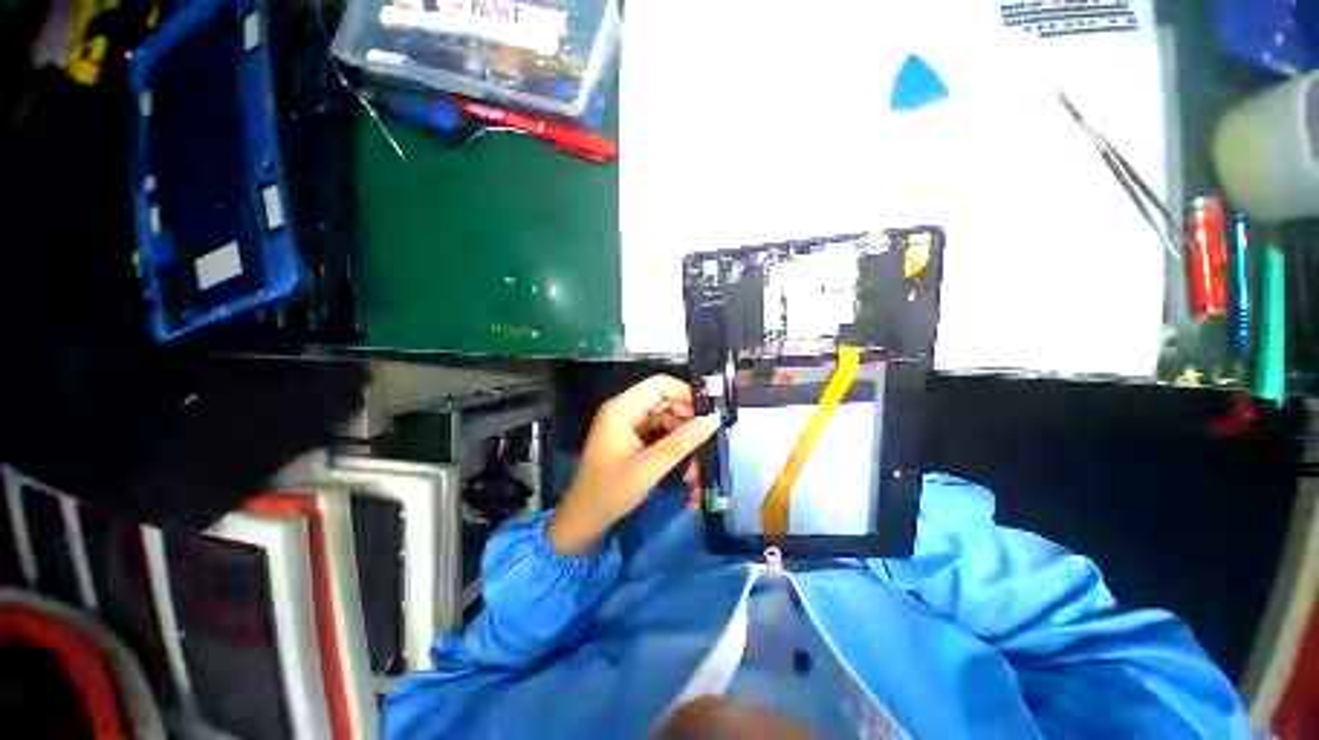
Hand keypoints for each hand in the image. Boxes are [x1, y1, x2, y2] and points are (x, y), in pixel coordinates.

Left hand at [548, 375, 720, 554]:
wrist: (584, 517)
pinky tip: (683, 454)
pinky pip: (656, 428)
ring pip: (662, 415)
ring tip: (698, 450)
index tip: (707, 412)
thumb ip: (682, 442)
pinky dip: (670, 439)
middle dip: (685, 415)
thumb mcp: (650, 467)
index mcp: (622, 408)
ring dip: (680, 430)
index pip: (659, 385)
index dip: (685, 393)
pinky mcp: (628, 436)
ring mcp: (625, 423)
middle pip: (662, 399)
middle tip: (707, 434)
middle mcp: (623, 409)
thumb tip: (712, 420)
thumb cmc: (612, 491)